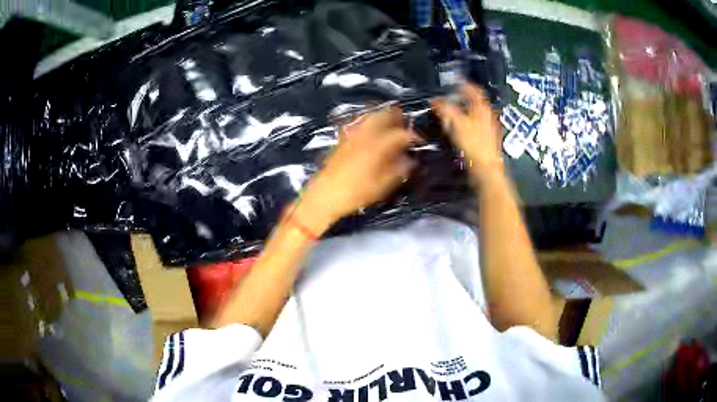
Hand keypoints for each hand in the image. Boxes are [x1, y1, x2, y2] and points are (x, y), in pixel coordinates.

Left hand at [297, 107, 419, 231]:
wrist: (325, 194)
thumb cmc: (356, 193)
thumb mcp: (383, 185)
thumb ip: (399, 170)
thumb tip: (410, 160)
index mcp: (378, 145)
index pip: (402, 134)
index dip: (414, 136)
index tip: (420, 142)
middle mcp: (366, 134)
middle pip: (385, 114)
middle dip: (398, 117)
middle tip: (405, 125)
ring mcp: (353, 133)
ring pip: (371, 115)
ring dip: (384, 117)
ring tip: (391, 125)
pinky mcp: (343, 137)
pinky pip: (360, 122)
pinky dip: (370, 122)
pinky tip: (373, 132)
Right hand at [432, 83, 503, 179]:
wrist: (486, 169)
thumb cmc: (473, 144)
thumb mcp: (457, 124)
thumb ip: (445, 110)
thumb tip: (435, 100)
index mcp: (482, 108)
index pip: (474, 90)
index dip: (464, 84)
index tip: (454, 82)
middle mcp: (488, 115)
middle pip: (475, 102)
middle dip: (462, 98)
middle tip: (449, 97)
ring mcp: (489, 128)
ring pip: (475, 114)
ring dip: (464, 111)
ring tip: (451, 112)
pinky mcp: (487, 139)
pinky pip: (475, 125)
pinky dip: (466, 123)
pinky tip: (458, 129)